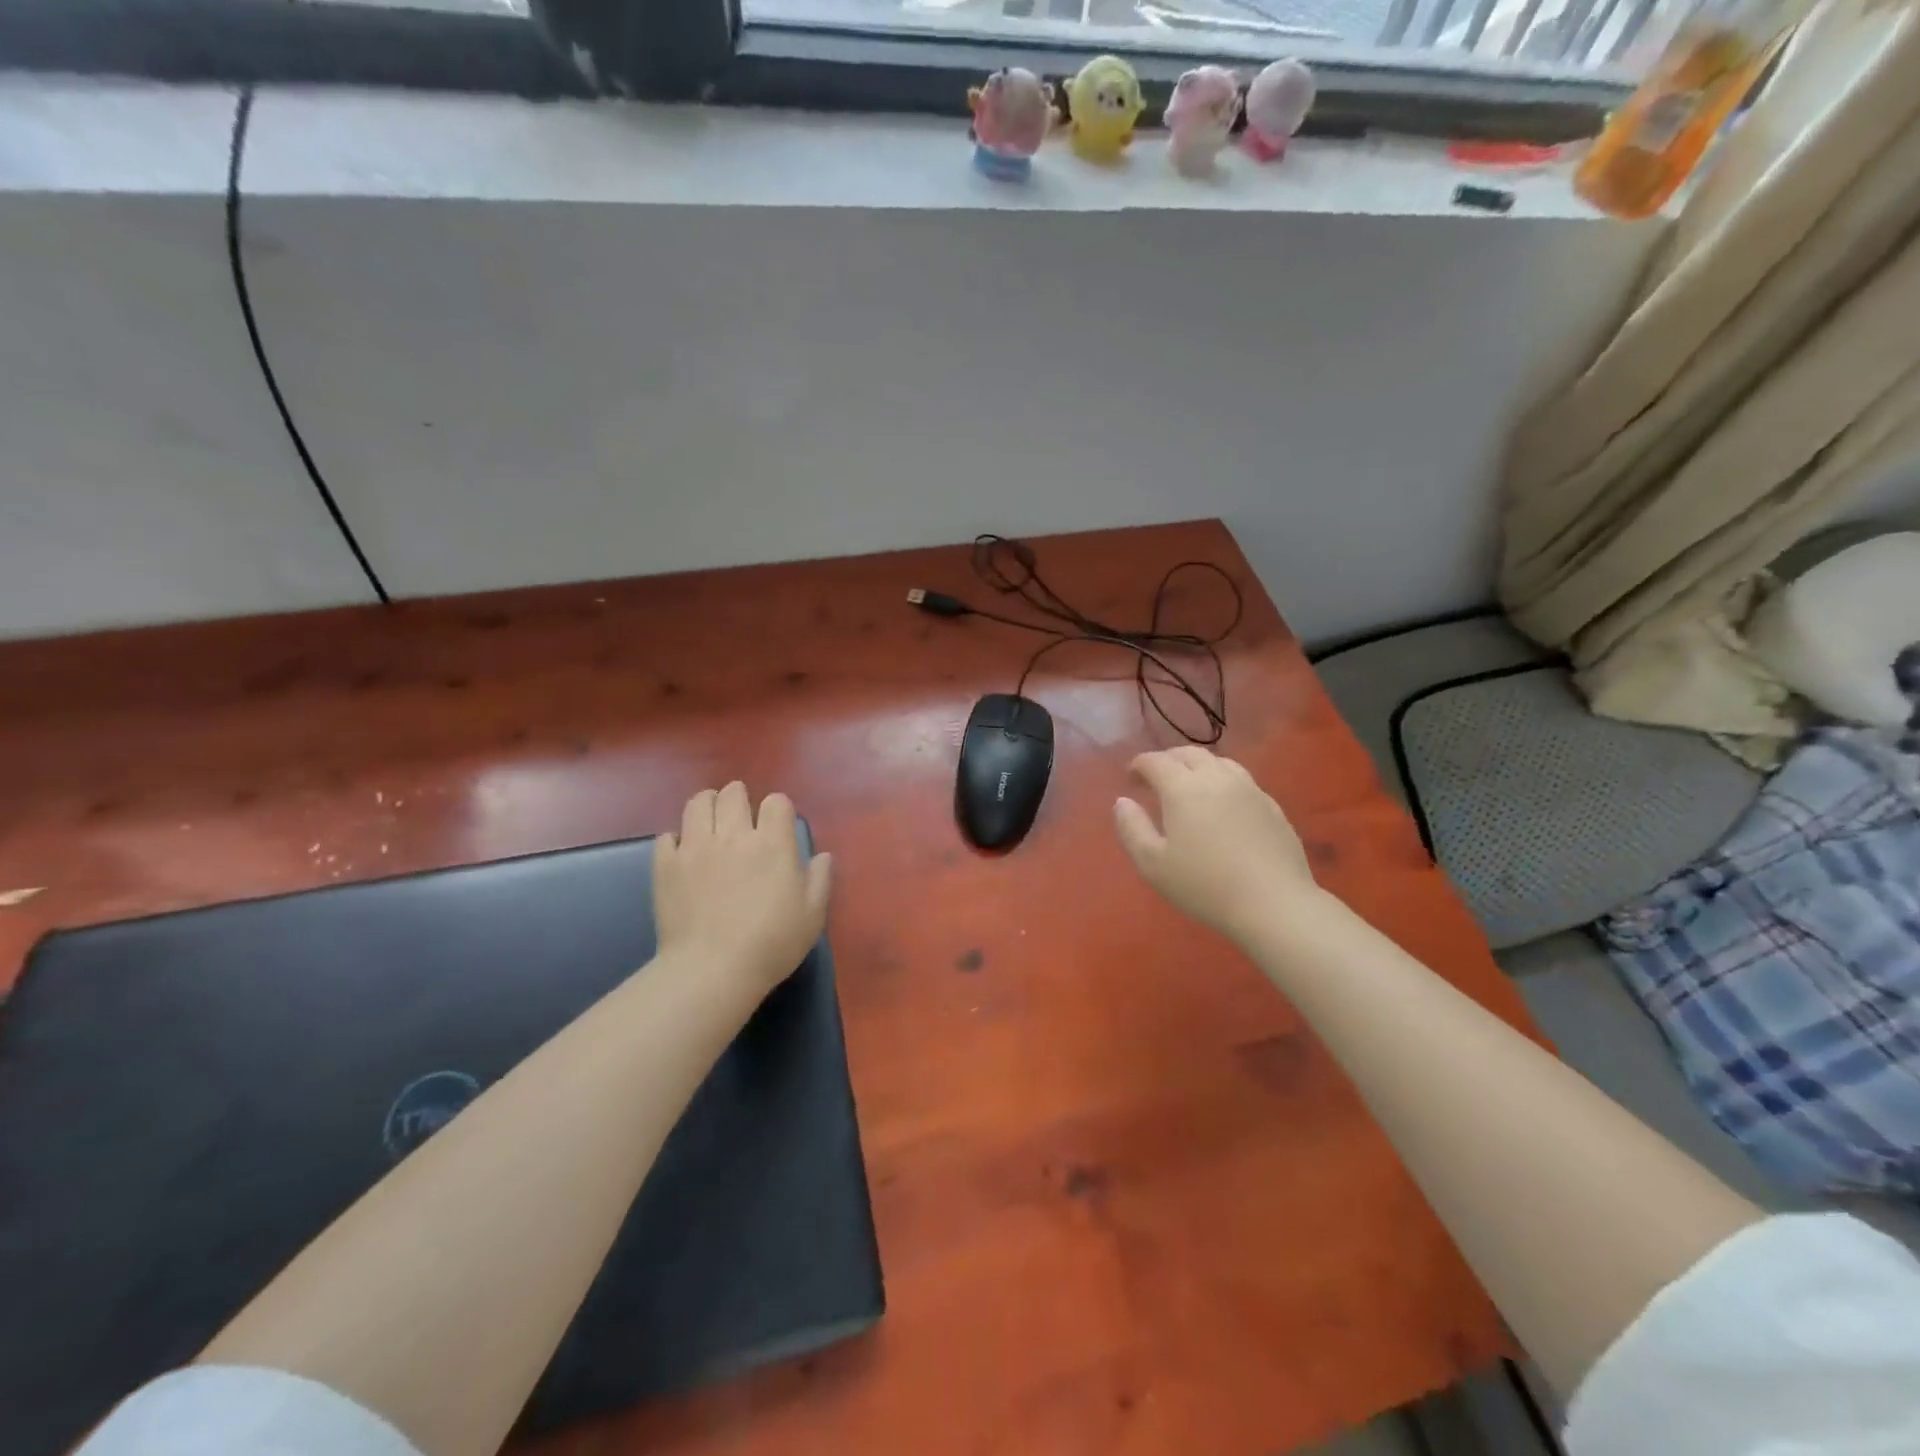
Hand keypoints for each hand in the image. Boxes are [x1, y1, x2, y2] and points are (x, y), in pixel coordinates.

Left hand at [655, 783, 832, 996]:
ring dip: (708, 806)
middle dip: (740, 799)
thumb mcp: (812, 916)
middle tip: (742, 820)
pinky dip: (677, 839)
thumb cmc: (771, 944)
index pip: (776, 801)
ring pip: (698, 803)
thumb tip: (822, 856)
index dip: (778, 810)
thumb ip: (820, 880)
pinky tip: (684, 854)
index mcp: (772, 843)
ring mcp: (695, 847)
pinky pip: (667, 835)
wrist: (712, 970)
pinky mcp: (666, 865)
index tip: (777, 827)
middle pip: (733, 793)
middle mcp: (733, 835)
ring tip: (711, 824)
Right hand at [1114, 747, 1316, 942]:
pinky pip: (1241, 780)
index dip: (1139, 765)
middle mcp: (1216, 778)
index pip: (1156, 761)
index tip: (1130, 778)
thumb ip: (1131, 828)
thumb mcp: (1152, 864)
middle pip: (1189, 754)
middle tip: (1156, 779)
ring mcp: (1249, 789)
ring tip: (1190, 786)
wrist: (1274, 904)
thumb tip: (1122, 802)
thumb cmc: (1205, 885)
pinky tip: (1223, 805)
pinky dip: (1223, 782)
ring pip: (1219, 762)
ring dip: (1197, 767)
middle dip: (1168, 760)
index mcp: (1183, 788)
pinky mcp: (1271, 805)